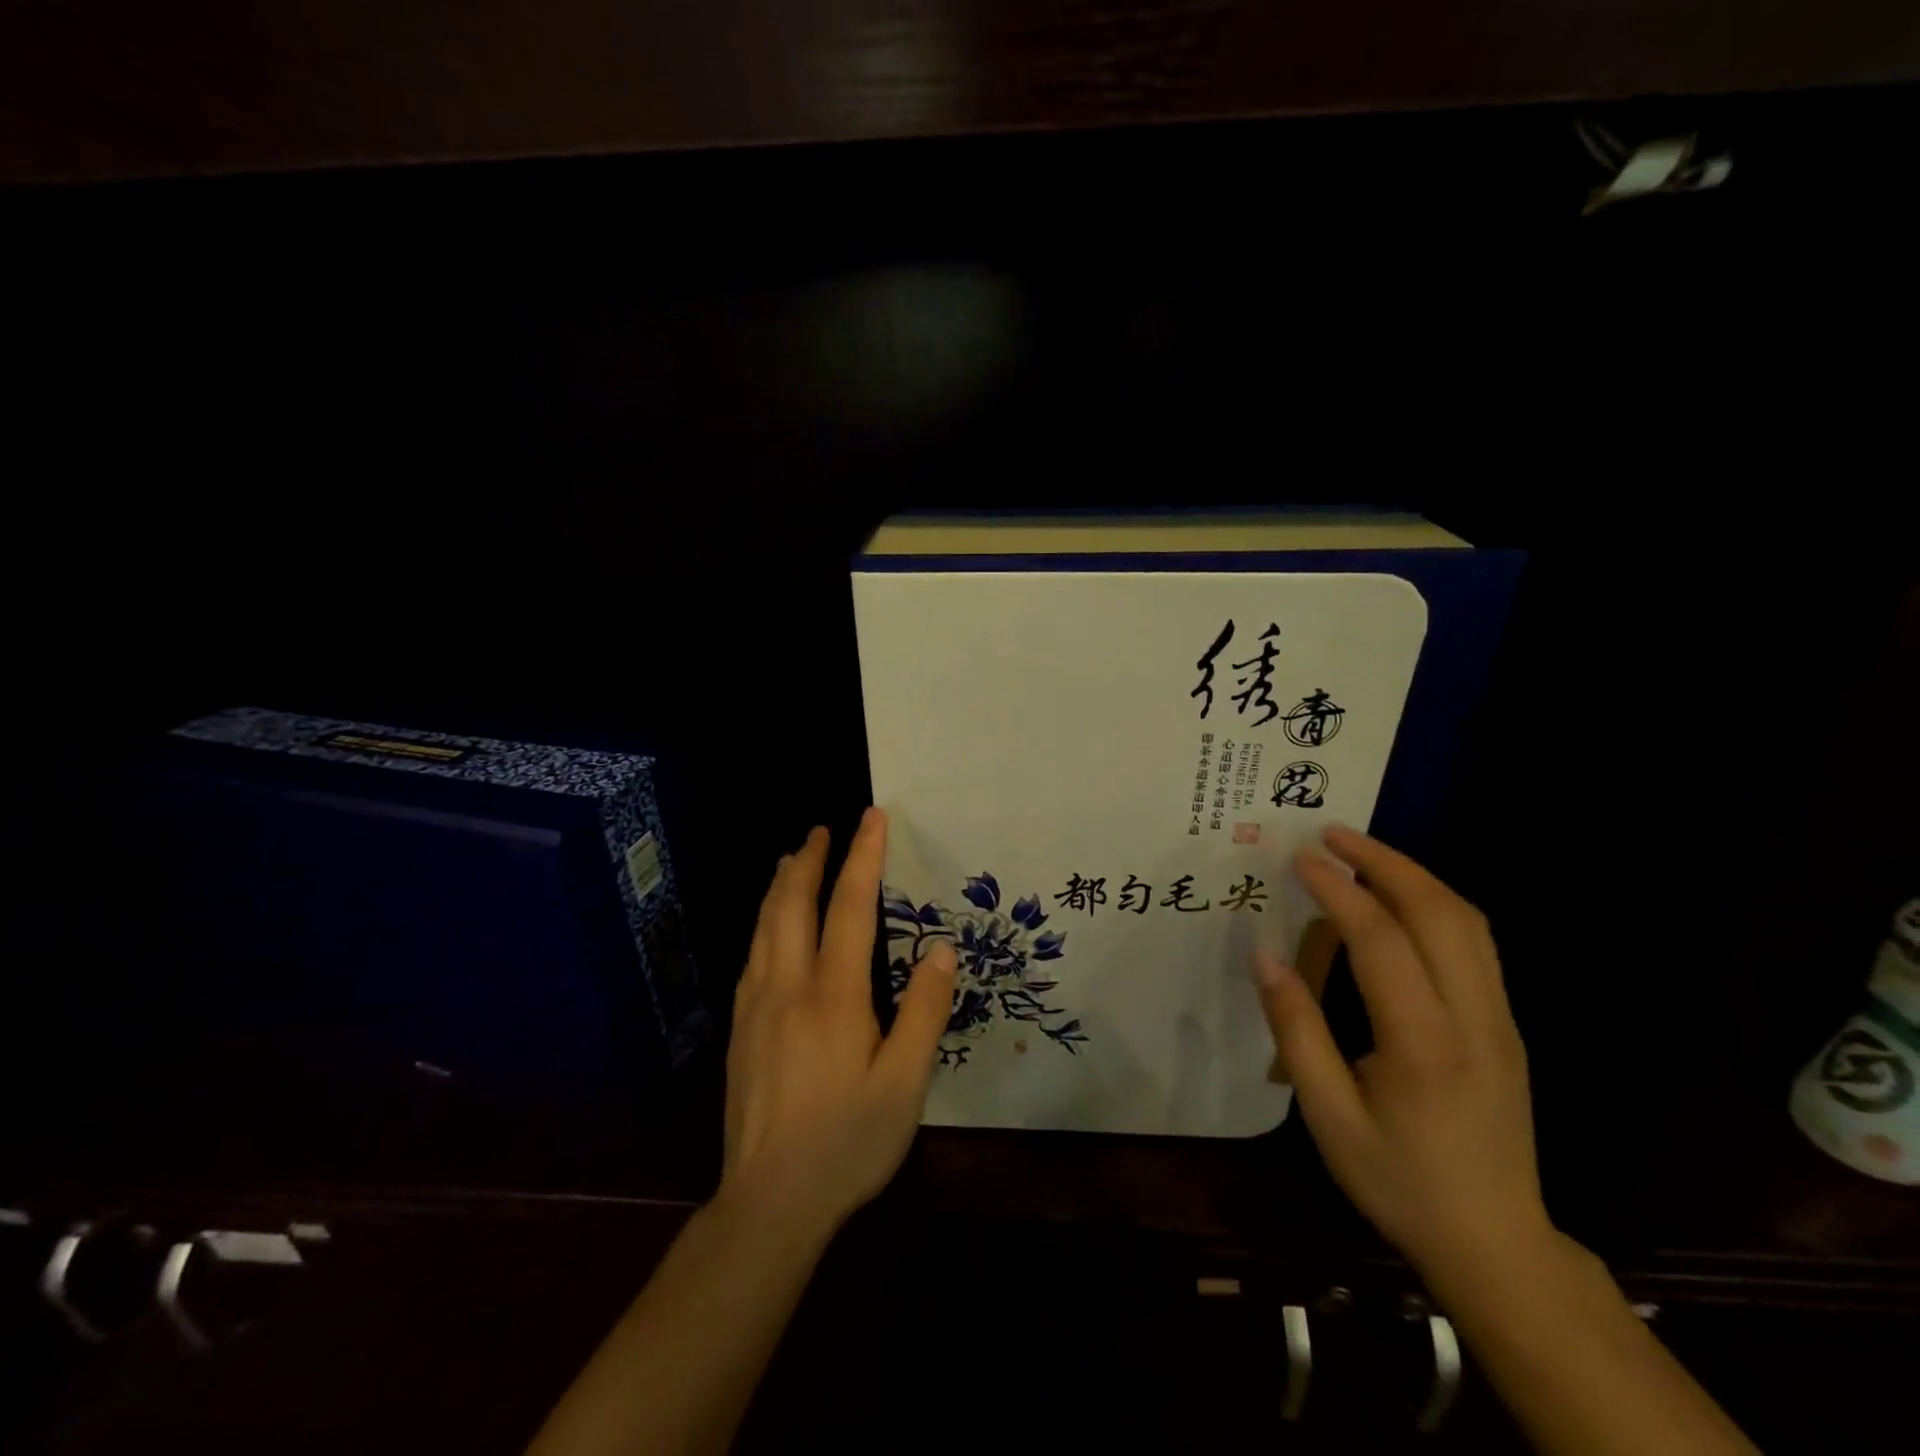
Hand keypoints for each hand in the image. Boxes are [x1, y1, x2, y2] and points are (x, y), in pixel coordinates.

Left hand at [719, 807, 956, 1237]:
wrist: (768, 1203)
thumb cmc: (847, 1142)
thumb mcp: (905, 1085)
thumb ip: (924, 1012)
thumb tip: (939, 950)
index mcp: (834, 995)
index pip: (850, 908)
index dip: (863, 858)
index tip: (871, 818)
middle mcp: (788, 987)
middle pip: (792, 904)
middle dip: (808, 860)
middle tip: (821, 828)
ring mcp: (756, 1007)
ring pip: (764, 927)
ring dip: (780, 885)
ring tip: (791, 859)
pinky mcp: (739, 1030)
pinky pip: (751, 956)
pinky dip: (764, 922)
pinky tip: (768, 927)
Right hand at [1254, 825, 1551, 1292]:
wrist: (1496, 1242)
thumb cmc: (1399, 1181)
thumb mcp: (1328, 1116)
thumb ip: (1296, 1030)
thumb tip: (1265, 956)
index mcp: (1425, 1044)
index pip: (1383, 942)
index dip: (1339, 892)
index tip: (1300, 859)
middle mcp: (1474, 1018)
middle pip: (1440, 913)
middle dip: (1384, 862)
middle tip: (1332, 834)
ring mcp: (1500, 1018)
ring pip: (1468, 921)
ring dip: (1414, 875)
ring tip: (1362, 853)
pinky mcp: (1505, 1023)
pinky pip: (1476, 942)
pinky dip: (1435, 902)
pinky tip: (1399, 899)